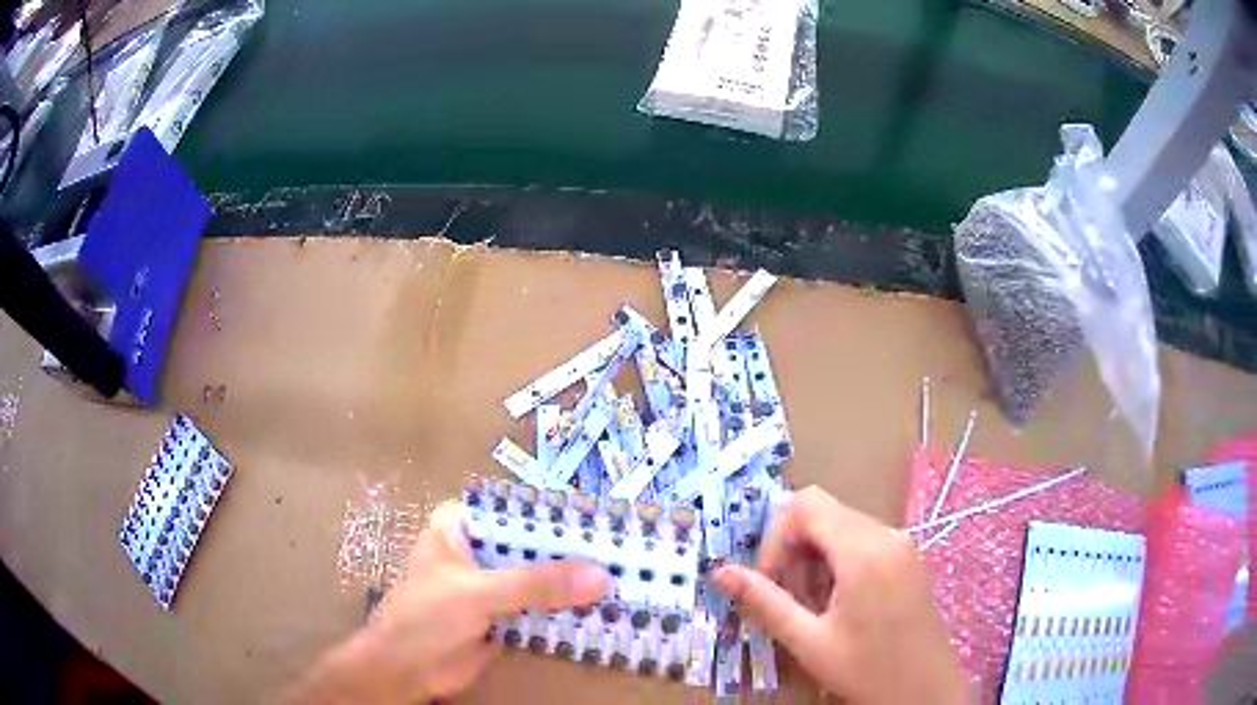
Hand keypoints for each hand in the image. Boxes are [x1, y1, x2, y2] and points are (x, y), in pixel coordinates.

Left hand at [289, 501, 608, 702]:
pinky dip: (569, 609)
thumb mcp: (479, 594)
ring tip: (631, 580)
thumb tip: (602, 575)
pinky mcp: (504, 614)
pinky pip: (543, 606)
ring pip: (542, 577)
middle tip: (631, 555)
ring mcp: (493, 583)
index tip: (610, 525)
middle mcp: (480, 548)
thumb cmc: (425, 618)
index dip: (562, 517)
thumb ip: (536, 584)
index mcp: (462, 525)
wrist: (405, 671)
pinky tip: (606, 610)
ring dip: (577, 584)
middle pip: (536, 545)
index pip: (520, 510)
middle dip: (577, 554)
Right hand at [713, 487, 966, 703]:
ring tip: (816, 606)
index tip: (772, 581)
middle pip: (825, 513)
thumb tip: (721, 572)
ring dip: (817, 557)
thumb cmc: (867, 670)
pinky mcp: (910, 559)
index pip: (806, 504)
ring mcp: (904, 545)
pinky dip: (841, 561)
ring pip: (844, 526)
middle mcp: (887, 535)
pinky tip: (841, 604)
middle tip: (793, 598)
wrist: (924, 692)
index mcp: (863, 551)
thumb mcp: (809, 642)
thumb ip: (765, 602)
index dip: (777, 536)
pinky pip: (865, 540)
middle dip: (796, 550)